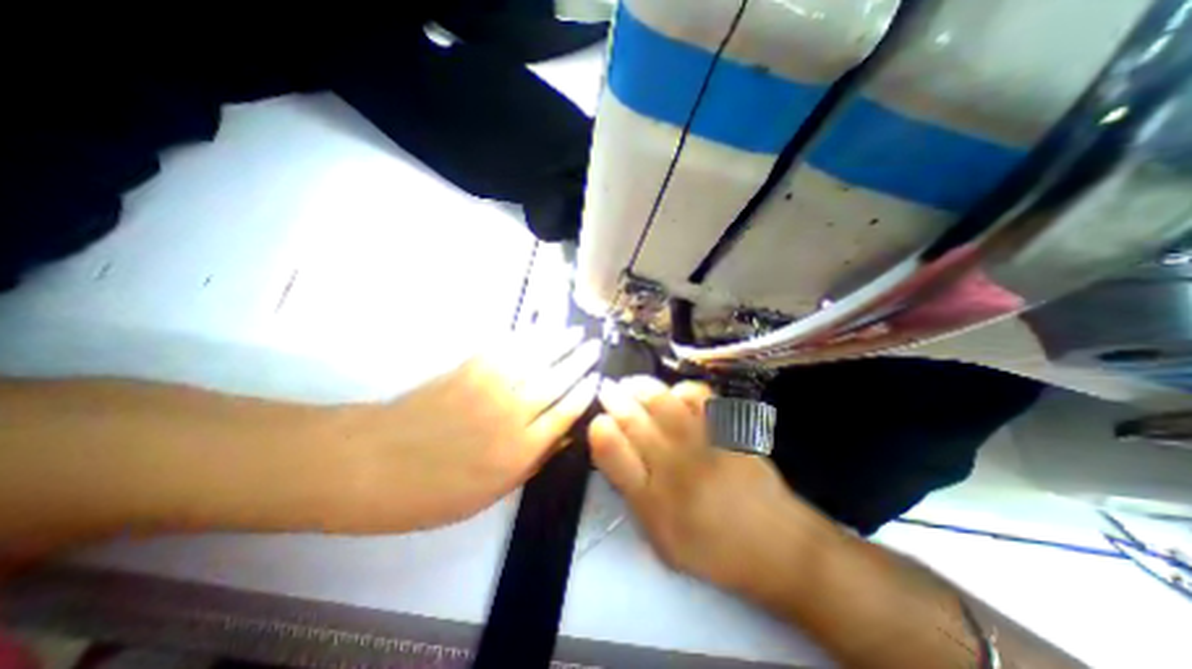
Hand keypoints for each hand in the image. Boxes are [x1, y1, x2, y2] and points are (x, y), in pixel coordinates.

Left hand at [324, 327, 600, 533]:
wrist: (370, 462)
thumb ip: (532, 463)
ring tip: (577, 331)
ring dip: (561, 342)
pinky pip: (509, 346)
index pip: (566, 413)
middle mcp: (513, 412)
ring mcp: (491, 384)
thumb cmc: (431, 492)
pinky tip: (540, 330)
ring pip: (538, 357)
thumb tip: (564, 437)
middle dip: (580, 361)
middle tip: (594, 346)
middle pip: (558, 379)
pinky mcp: (470, 366)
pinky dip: (529, 336)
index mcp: (520, 449)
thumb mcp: (489, 494)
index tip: (598, 380)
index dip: (585, 393)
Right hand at [588, 377, 830, 590]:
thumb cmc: (712, 548)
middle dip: (614, 399)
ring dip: (640, 387)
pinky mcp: (727, 430)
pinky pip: (699, 396)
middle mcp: (674, 468)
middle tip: (606, 389)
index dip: (600, 431)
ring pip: (662, 401)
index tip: (597, 420)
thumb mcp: (661, 538)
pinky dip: (681, 389)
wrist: (776, 545)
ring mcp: (703, 444)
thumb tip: (616, 453)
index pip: (613, 456)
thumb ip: (634, 495)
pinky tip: (674, 393)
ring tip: (632, 384)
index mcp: (652, 501)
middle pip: (633, 421)